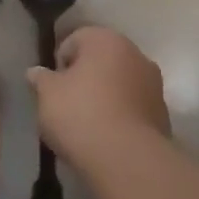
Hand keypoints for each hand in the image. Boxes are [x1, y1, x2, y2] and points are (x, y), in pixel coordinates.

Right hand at [28, 26, 170, 175]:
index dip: (59, 63)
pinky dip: (121, 114)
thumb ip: (40, 79)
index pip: (74, 40)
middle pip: (101, 59)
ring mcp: (153, 82)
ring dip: (106, 94)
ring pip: (120, 82)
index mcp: (105, 39)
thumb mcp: (47, 95)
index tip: (52, 88)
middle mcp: (134, 52)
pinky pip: (133, 106)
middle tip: (67, 104)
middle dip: (85, 77)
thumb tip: (36, 72)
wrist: (127, 158)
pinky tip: (108, 135)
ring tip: (88, 123)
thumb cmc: (80, 114)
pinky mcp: (162, 111)